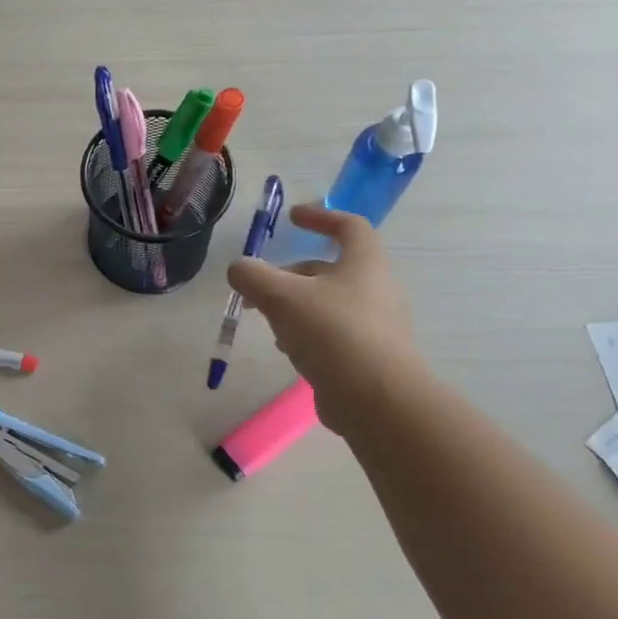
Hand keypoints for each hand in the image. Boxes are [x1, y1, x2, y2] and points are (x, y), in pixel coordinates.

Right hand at [226, 206, 426, 435]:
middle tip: (259, 285)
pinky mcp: (369, 359)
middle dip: (291, 273)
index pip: (349, 226)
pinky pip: (333, 335)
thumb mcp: (281, 296)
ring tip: (267, 320)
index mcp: (364, 264)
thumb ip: (252, 276)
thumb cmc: (332, 333)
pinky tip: (288, 350)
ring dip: (295, 305)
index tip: (292, 218)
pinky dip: (307, 334)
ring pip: (328, 304)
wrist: (378, 402)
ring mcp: (376, 327)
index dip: (320, 216)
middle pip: (330, 269)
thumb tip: (239, 268)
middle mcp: (376, 290)